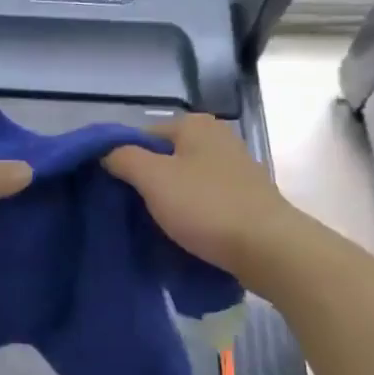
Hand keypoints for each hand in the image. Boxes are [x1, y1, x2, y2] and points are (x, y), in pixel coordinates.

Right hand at [102, 113, 299, 280]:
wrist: (268, 248)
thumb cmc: (207, 206)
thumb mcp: (154, 178)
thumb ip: (123, 158)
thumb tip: (105, 152)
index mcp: (195, 125)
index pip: (141, 136)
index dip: (122, 161)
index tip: (111, 192)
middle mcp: (217, 139)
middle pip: (164, 159)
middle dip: (144, 183)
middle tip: (126, 212)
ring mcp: (234, 169)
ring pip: (183, 182)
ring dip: (166, 202)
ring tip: (150, 227)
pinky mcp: (243, 198)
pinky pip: (203, 201)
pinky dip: (189, 214)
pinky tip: (180, 234)